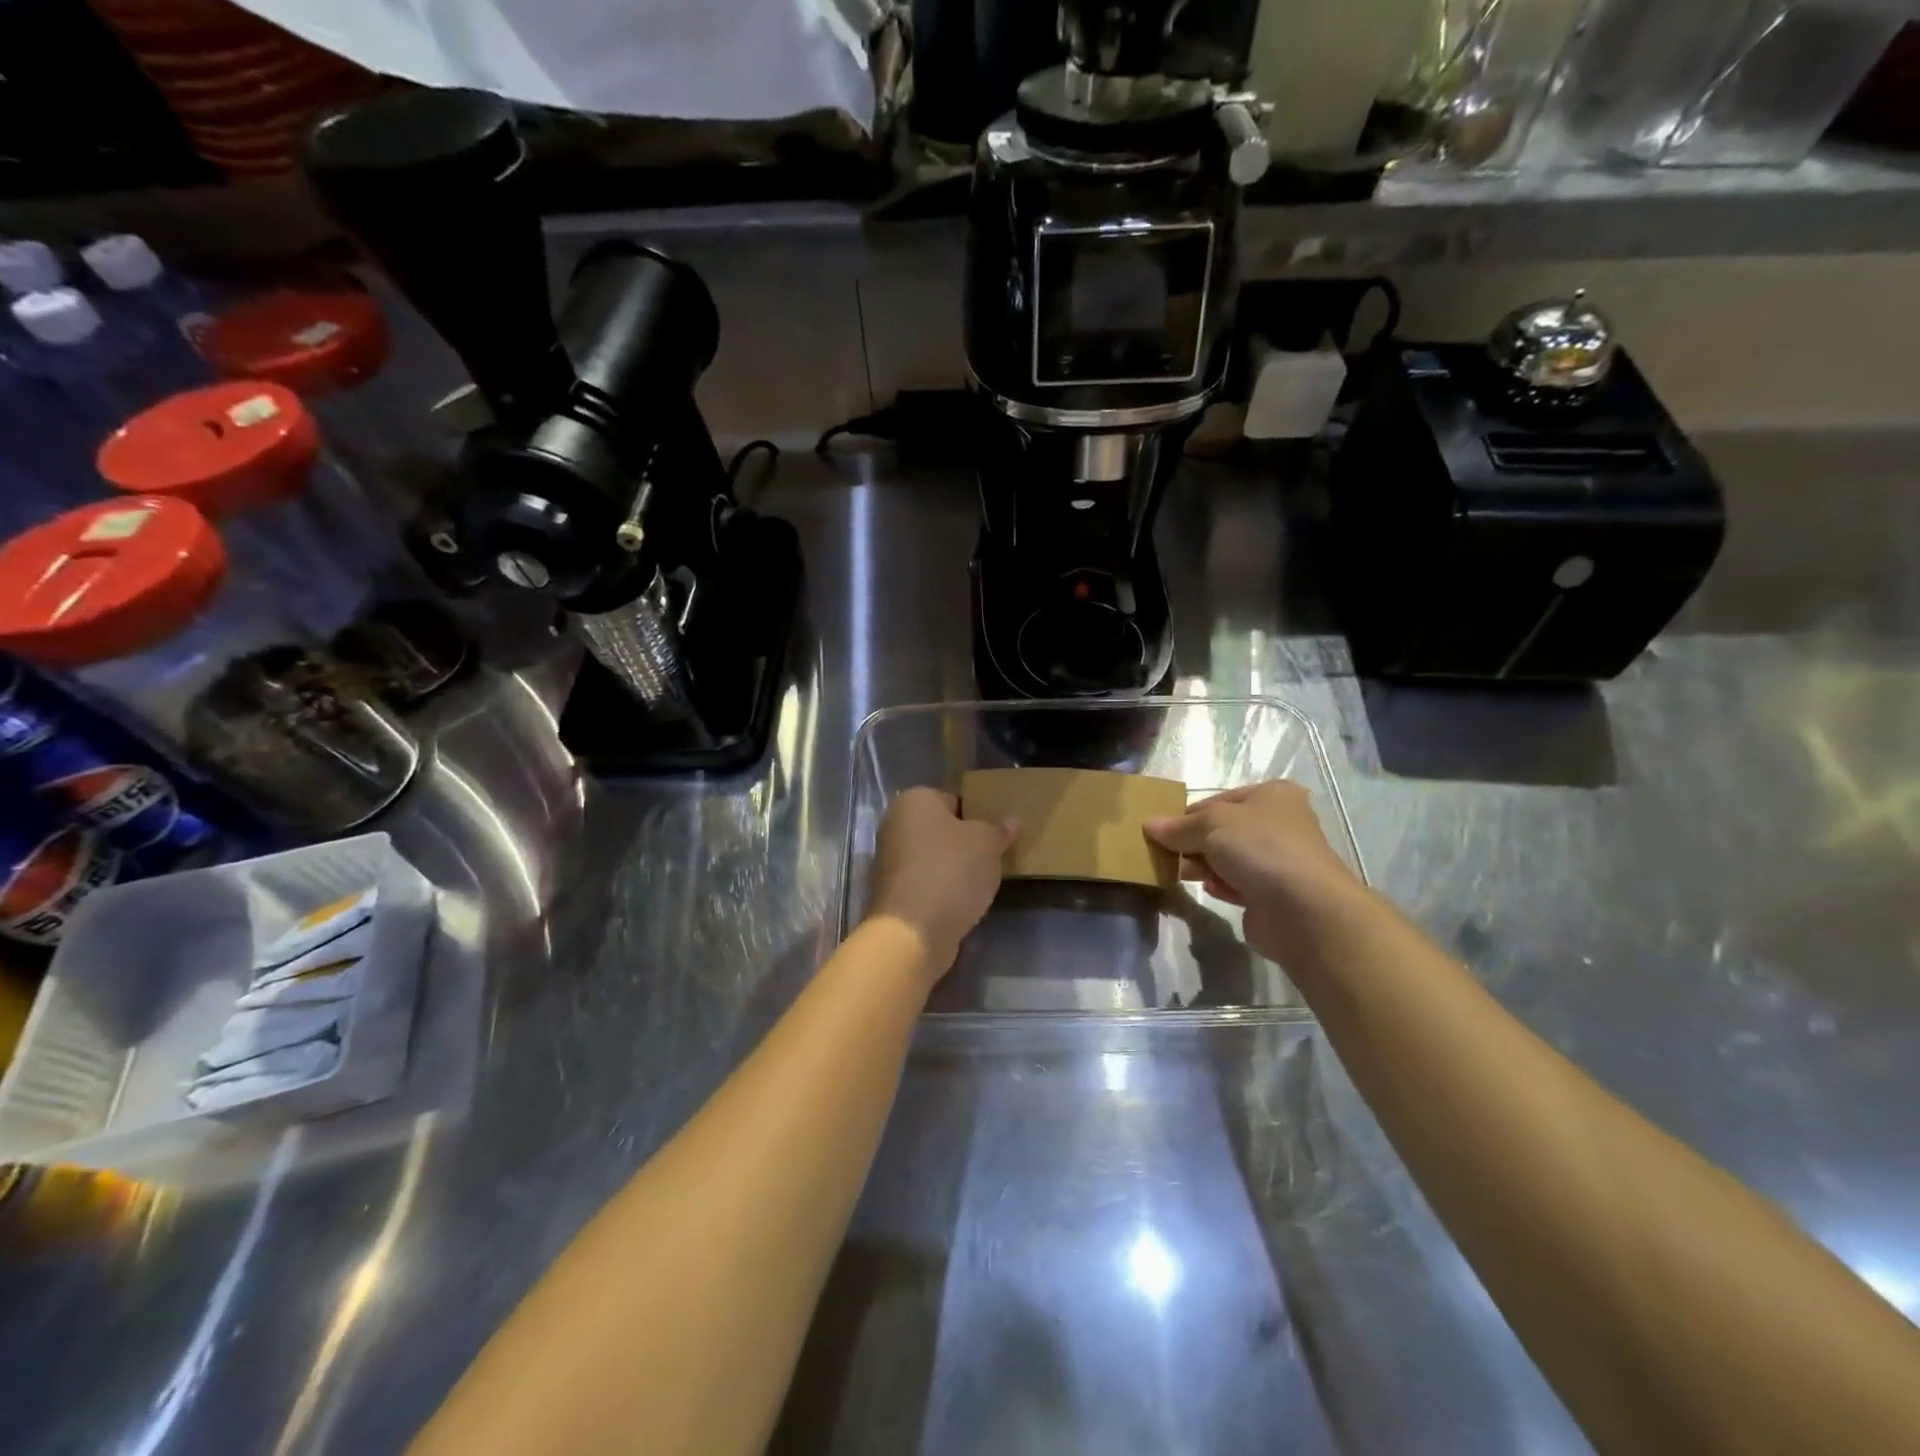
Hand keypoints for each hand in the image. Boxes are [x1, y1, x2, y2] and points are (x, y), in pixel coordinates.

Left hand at [865, 788, 1014, 978]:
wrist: (912, 932)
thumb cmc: (951, 872)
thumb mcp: (987, 844)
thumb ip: (999, 830)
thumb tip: (1010, 822)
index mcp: (914, 800)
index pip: (954, 800)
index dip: (979, 817)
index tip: (997, 837)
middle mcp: (894, 825)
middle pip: (941, 830)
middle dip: (965, 844)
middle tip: (992, 858)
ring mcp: (888, 861)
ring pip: (933, 858)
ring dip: (953, 869)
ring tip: (980, 883)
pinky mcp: (891, 893)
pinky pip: (925, 883)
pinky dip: (941, 890)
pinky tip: (961, 903)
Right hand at [1145, 781, 1361, 962]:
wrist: (1305, 911)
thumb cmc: (1260, 849)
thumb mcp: (1211, 825)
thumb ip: (1178, 826)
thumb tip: (1149, 825)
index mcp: (1272, 795)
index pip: (1217, 800)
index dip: (1187, 815)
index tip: (1161, 832)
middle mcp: (1279, 823)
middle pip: (1222, 830)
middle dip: (1193, 843)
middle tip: (1165, 855)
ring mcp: (1279, 860)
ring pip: (1228, 858)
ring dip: (1204, 865)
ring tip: (1180, 873)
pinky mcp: (1274, 894)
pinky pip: (1238, 884)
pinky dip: (1222, 886)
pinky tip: (1211, 890)